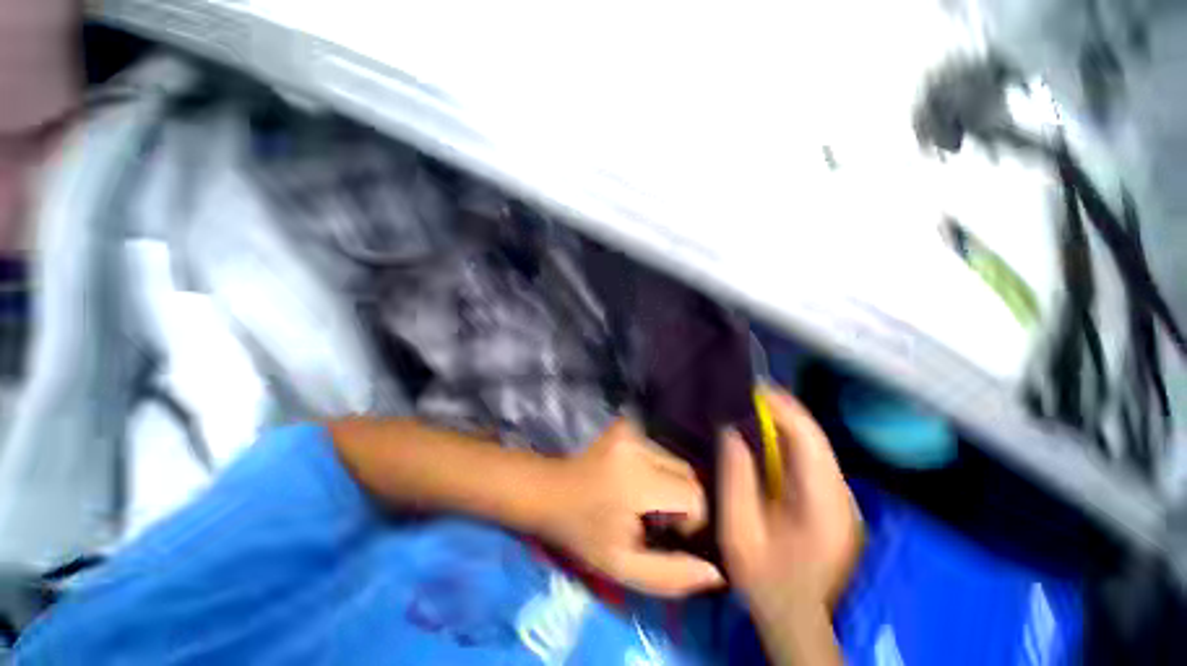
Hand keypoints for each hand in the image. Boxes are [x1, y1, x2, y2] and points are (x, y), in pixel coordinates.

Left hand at [538, 420, 724, 597]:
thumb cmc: (581, 531)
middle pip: (688, 473)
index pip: (694, 495)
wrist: (549, 490)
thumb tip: (716, 572)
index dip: (692, 520)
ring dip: (671, 484)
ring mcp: (631, 429)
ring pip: (675, 461)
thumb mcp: (622, 566)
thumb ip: (671, 576)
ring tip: (647, 501)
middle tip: (659, 521)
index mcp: (637, 479)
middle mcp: (638, 444)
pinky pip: (660, 450)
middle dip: (684, 501)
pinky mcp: (626, 424)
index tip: (671, 535)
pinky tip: (638, 482)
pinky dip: (658, 469)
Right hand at [718, 388, 862, 615]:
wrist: (796, 617)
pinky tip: (767, 437)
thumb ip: (735, 478)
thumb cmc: (765, 579)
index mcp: (822, 504)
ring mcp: (842, 499)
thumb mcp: (739, 531)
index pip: (808, 439)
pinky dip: (789, 441)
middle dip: (782, 410)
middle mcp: (841, 496)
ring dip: (785, 423)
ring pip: (814, 446)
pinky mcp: (835, 501)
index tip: (754, 388)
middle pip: (814, 438)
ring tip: (754, 408)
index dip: (782, 408)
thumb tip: (731, 431)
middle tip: (748, 394)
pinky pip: (812, 459)